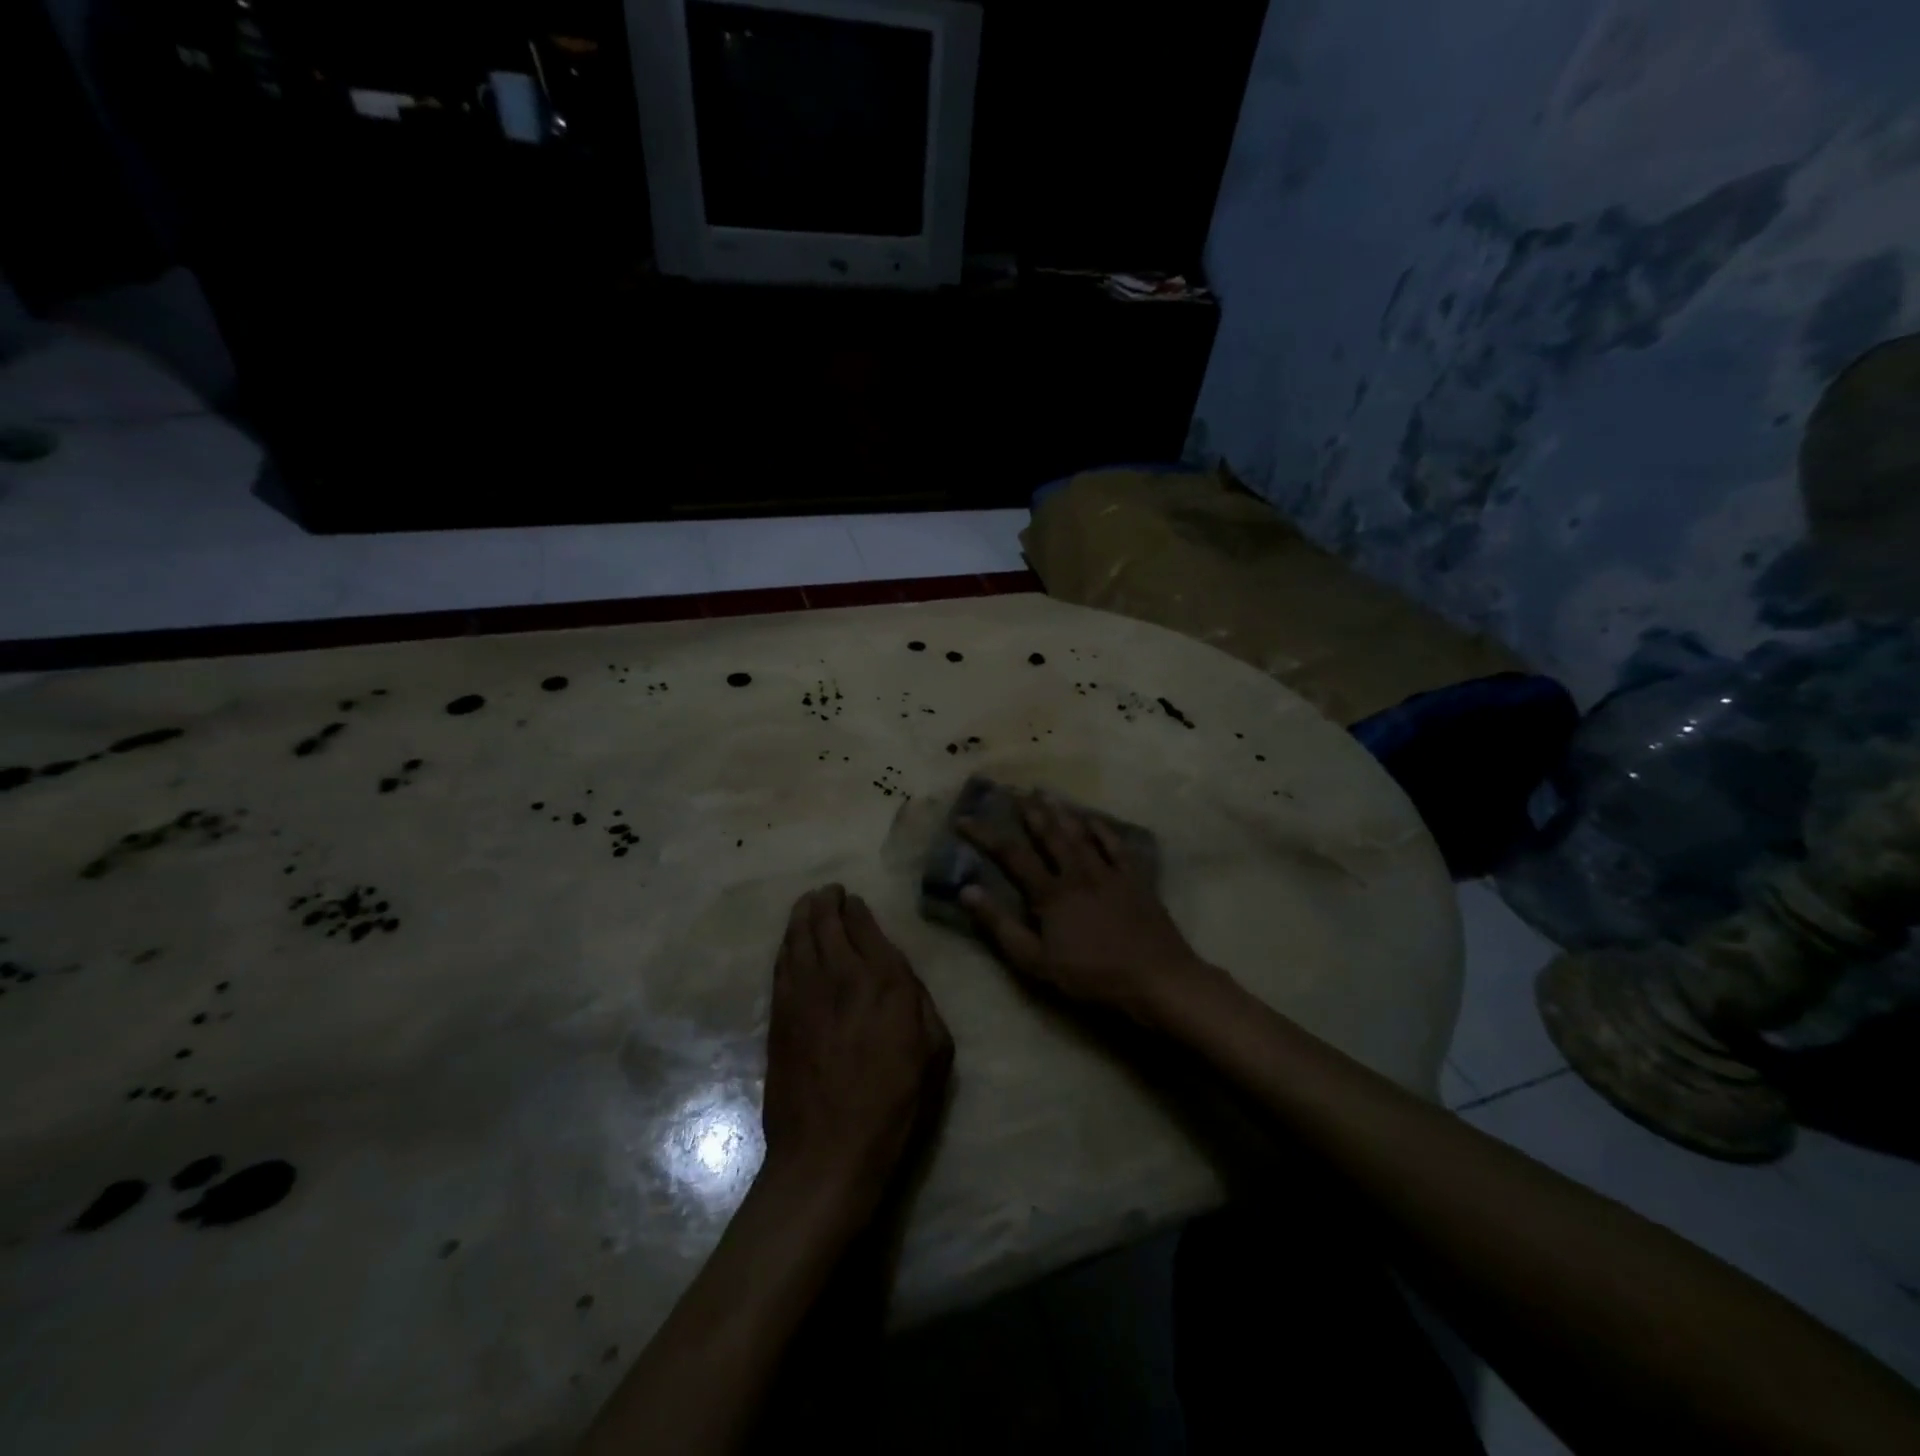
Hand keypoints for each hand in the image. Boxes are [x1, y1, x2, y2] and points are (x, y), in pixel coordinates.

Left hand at [760, 885, 952, 1215]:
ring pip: (798, 936)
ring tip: (807, 902)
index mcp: (885, 982)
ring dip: (802, 914)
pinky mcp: (779, 1014)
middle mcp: (842, 975)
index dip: (857, 909)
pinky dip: (786, 944)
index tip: (854, 901)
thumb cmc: (894, 1105)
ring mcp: (803, 993)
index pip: (865, 926)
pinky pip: (781, 964)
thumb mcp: (935, 1052)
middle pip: (826, 922)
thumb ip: (919, 1002)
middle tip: (828, 892)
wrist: (828, 1152)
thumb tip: (900, 977)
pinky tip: (790, 940)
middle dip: (826, 901)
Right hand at [957, 792, 1222, 1025]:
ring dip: (1061, 811)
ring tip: (1045, 792)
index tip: (964, 819)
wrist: (1155, 977)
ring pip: (1080, 833)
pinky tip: (1093, 818)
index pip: (1011, 855)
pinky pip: (1116, 845)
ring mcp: (1108, 872)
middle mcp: (1077, 872)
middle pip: (1048, 835)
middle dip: (1028, 812)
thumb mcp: (1036, 961)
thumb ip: (1000, 926)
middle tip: (1013, 790)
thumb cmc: (1091, 975)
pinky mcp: (1134, 879)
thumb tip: (967, 890)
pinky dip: (1102, 829)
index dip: (985, 835)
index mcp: (1050, 893)